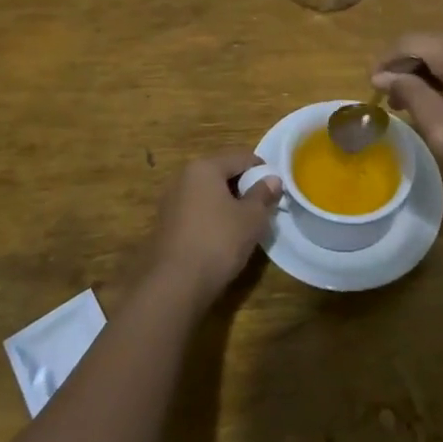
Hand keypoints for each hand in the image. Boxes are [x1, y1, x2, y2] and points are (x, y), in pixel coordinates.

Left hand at [145, 150, 280, 312]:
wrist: (175, 284)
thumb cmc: (218, 242)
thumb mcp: (251, 218)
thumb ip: (263, 194)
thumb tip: (272, 179)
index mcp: (204, 167)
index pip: (241, 156)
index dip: (262, 169)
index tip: (276, 188)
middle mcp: (183, 177)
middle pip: (222, 172)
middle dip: (243, 185)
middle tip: (262, 205)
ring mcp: (171, 200)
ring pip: (208, 192)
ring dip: (227, 202)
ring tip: (245, 222)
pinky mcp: (166, 223)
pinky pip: (196, 210)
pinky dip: (212, 216)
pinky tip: (222, 236)